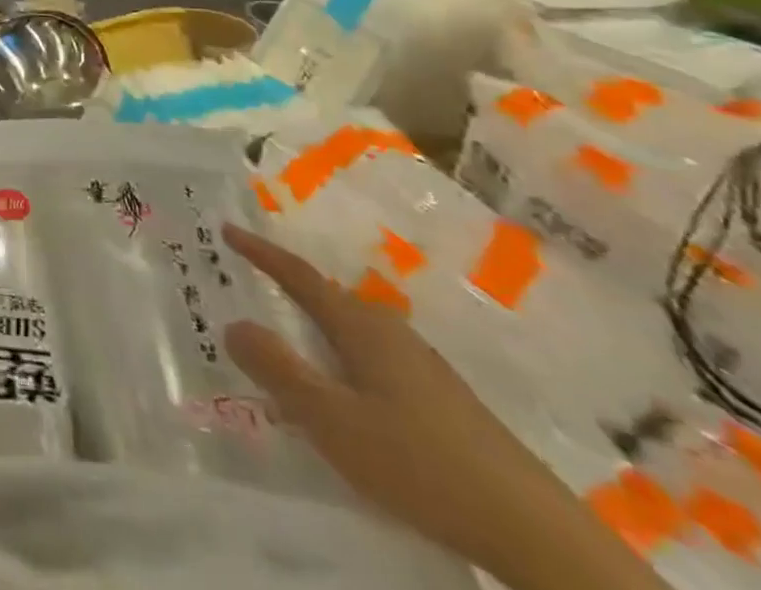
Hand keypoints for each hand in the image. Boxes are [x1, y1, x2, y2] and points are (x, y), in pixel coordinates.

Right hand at [221, 224, 663, 589]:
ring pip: (351, 331)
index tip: (227, 229)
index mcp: (360, 327)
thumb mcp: (333, 421)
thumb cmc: (420, 465)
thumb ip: (279, 371)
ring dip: (314, 328)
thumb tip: (233, 323)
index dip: (260, 252)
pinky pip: (371, 359)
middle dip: (285, 288)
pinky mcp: (442, 401)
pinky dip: (340, 358)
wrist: (534, 532)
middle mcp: (390, 333)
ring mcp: (421, 366)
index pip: (299, 275)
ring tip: (286, 343)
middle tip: (248, 286)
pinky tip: (343, 394)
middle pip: (326, 298)